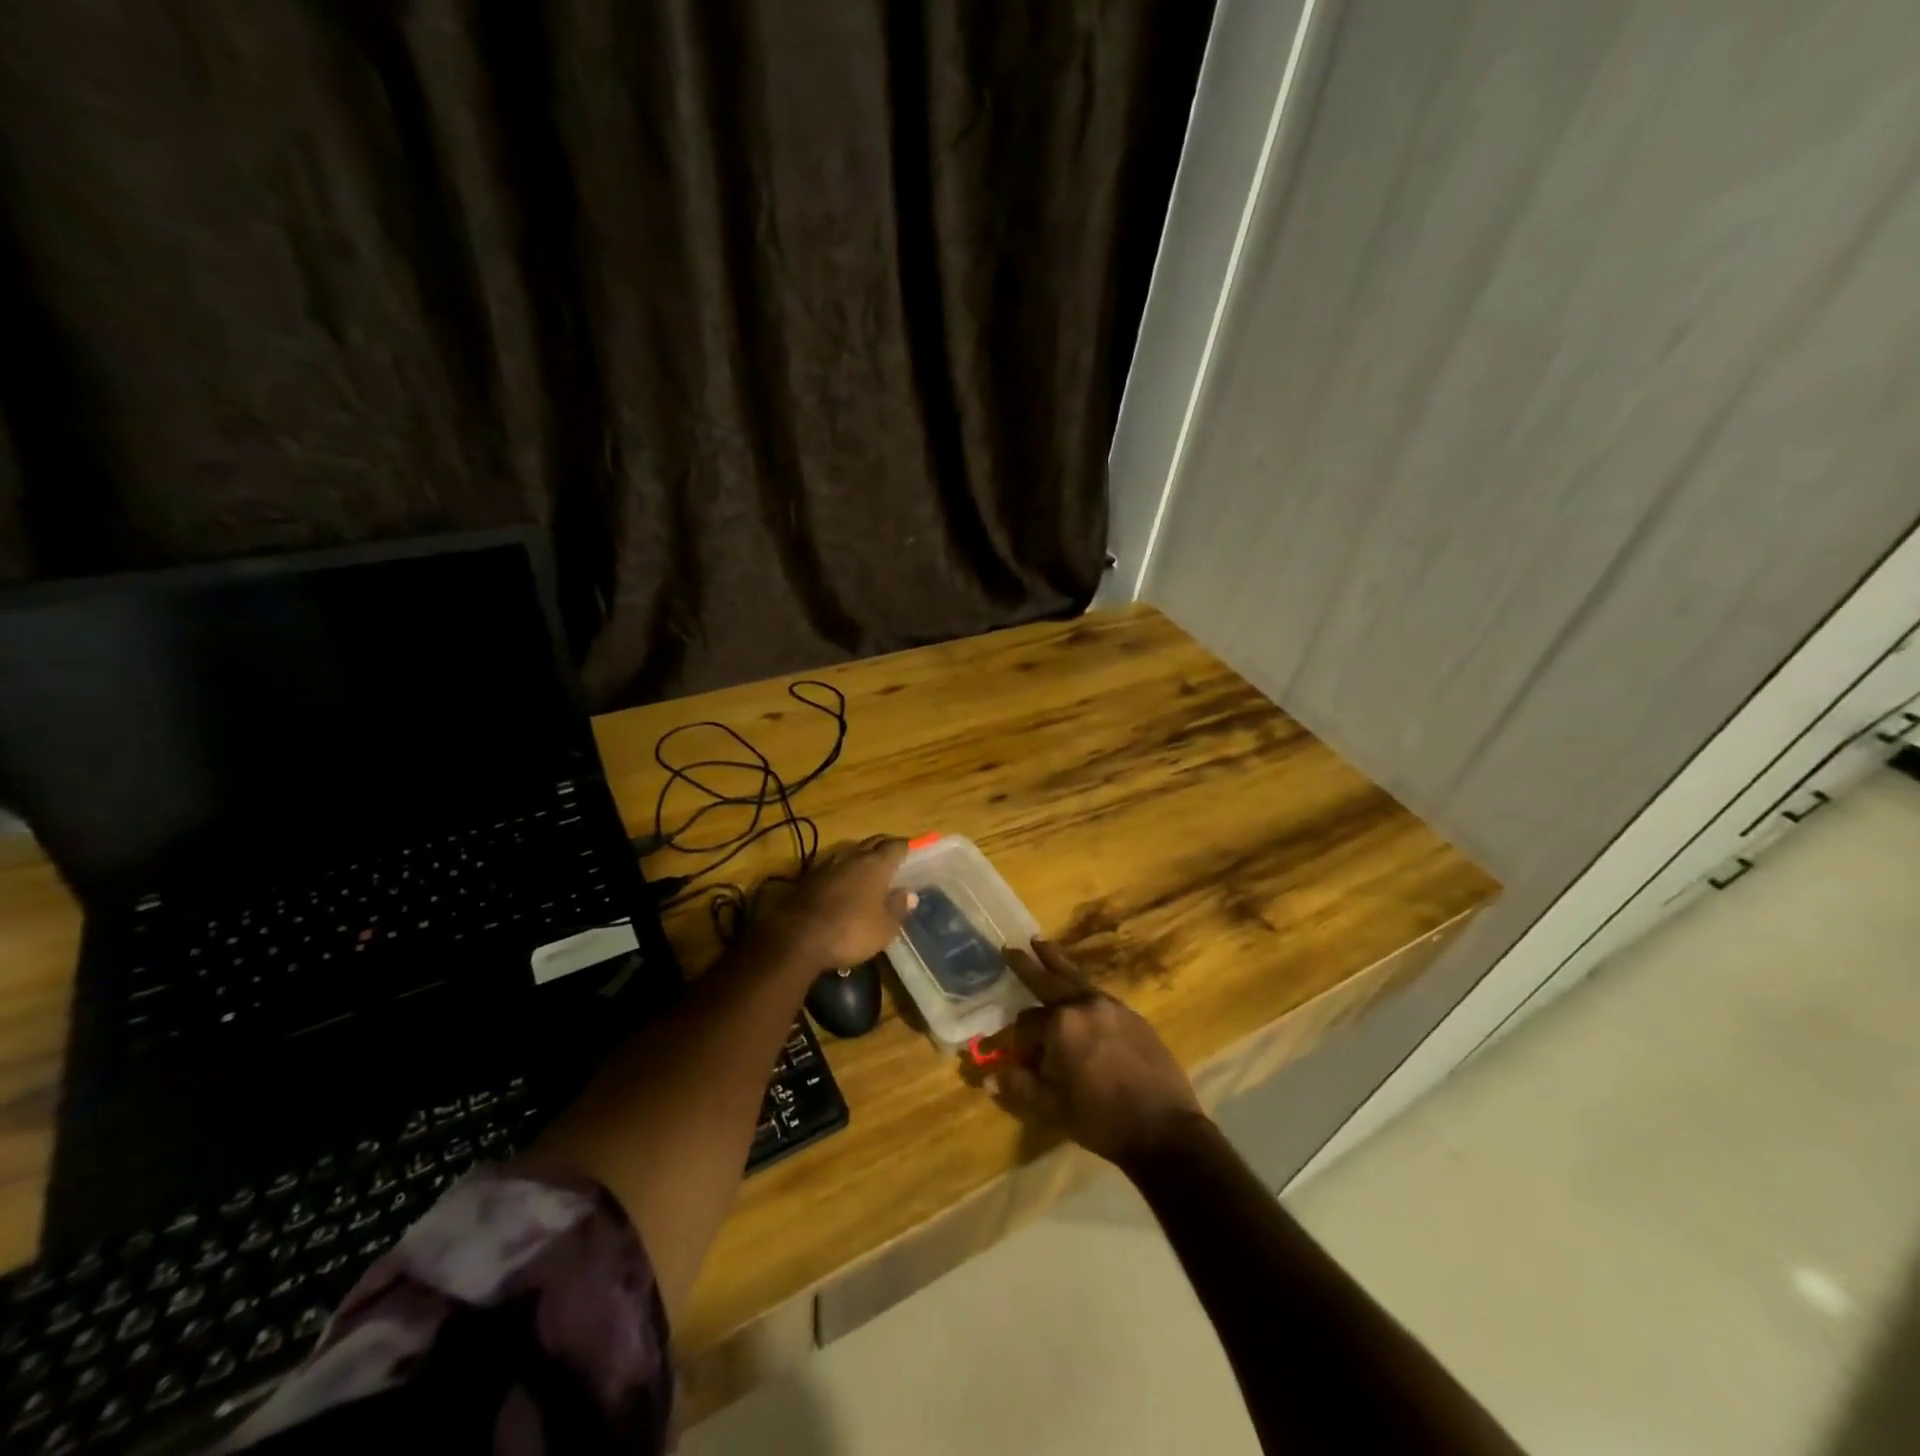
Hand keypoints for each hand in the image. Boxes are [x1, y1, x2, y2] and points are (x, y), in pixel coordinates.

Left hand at [760, 836, 915, 970]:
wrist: (797, 939)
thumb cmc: (850, 932)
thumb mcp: (884, 928)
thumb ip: (898, 908)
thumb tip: (909, 894)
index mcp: (875, 864)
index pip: (896, 846)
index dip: (906, 847)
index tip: (913, 851)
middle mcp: (852, 857)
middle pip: (873, 842)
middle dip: (885, 846)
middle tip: (894, 857)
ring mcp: (828, 865)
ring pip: (851, 852)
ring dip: (862, 857)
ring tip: (870, 870)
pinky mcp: (809, 878)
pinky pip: (833, 867)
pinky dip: (843, 871)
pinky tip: (844, 884)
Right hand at [983, 940, 1205, 1167]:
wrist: (1164, 1129)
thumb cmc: (1101, 1120)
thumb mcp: (1052, 1109)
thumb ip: (1020, 1087)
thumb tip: (992, 1076)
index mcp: (1061, 1024)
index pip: (1026, 1022)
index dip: (1020, 1043)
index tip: (1021, 1062)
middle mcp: (1085, 1005)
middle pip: (1049, 979)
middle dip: (1028, 964)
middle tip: (1011, 948)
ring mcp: (1112, 1007)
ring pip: (1077, 979)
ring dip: (1057, 963)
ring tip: (1042, 944)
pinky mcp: (1134, 1016)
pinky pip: (1100, 995)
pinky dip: (1083, 989)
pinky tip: (1080, 994)